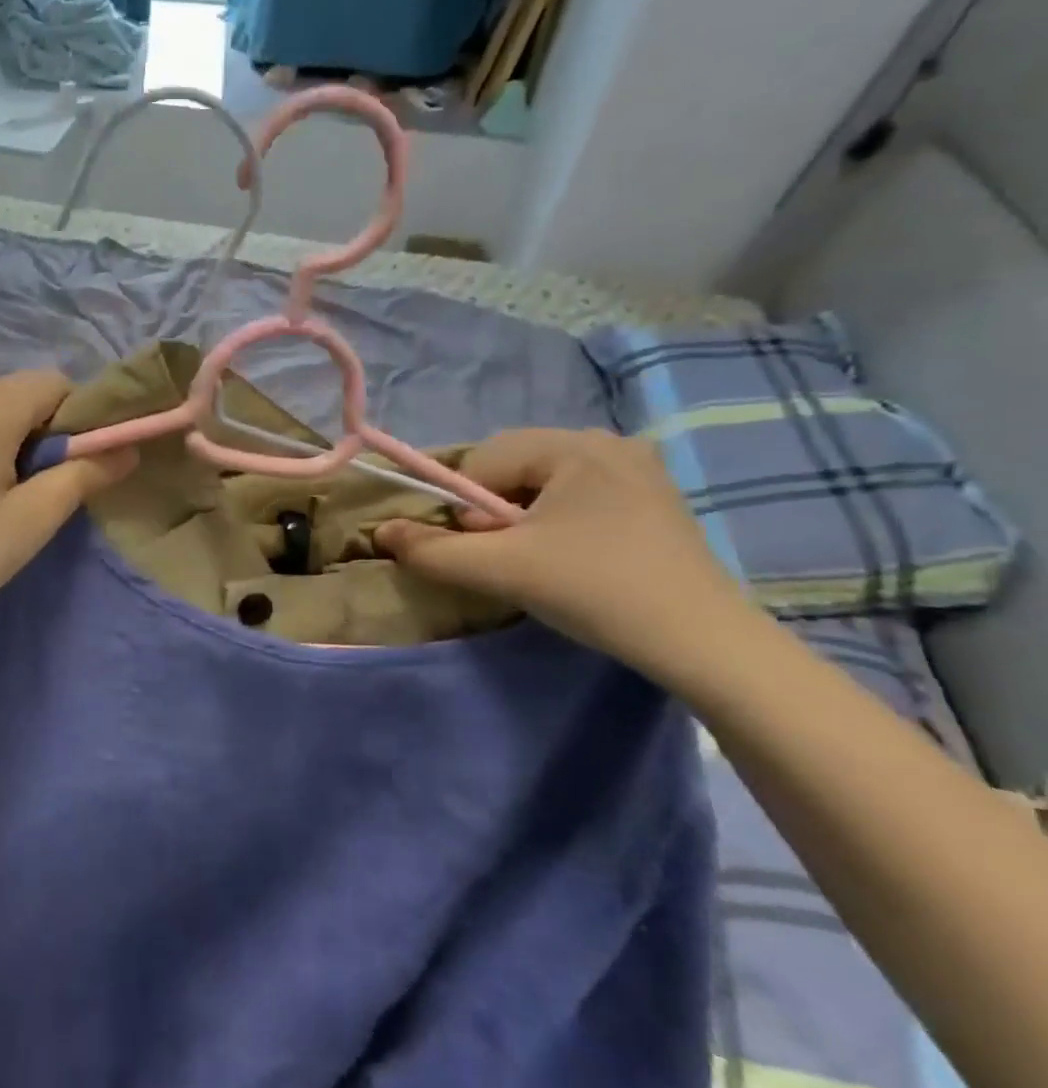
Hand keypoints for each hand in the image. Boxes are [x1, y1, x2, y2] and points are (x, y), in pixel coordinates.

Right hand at [375, 429, 758, 676]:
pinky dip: (558, 521)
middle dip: (493, 510)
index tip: (484, 548)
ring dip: (522, 517)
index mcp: (575, 445)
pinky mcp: (655, 498)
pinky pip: (579, 494)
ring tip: (540, 560)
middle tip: (509, 556)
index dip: (466, 506)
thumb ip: (432, 550)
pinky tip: (573, 558)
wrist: (705, 644)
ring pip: (544, 482)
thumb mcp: (501, 569)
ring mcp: (639, 469)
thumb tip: (381, 532)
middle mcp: (609, 442)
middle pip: (514, 466)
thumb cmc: (596, 591)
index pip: (484, 460)